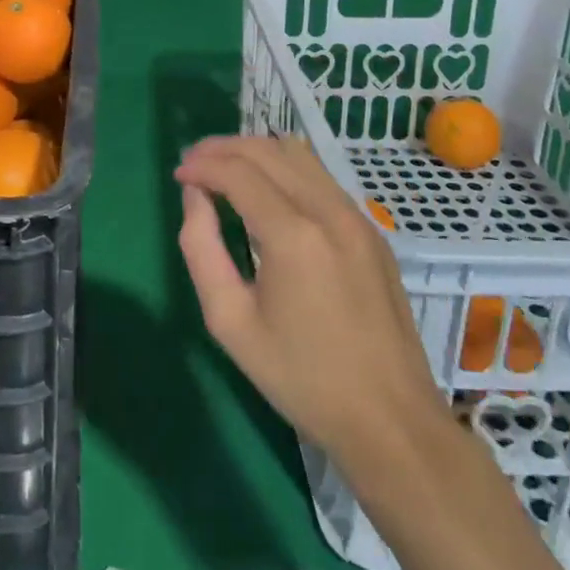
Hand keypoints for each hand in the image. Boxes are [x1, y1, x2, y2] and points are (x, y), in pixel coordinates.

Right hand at [175, 135, 444, 460]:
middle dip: (224, 148)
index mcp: (293, 236)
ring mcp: (357, 218)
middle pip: (268, 151)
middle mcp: (329, 211)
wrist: (391, 422)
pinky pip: (321, 178)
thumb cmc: (302, 378)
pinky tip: (267, 189)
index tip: (178, 174)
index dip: (202, 165)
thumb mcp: (230, 322)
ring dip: (255, 152)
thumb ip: (201, 249)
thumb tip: (195, 197)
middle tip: (194, 162)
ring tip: (224, 167)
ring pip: (298, 156)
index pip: (238, 172)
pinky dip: (284, 168)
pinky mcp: (372, 231)